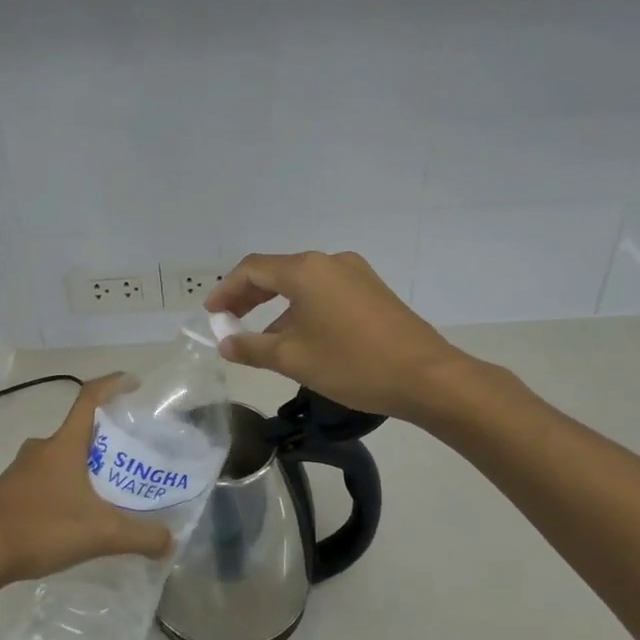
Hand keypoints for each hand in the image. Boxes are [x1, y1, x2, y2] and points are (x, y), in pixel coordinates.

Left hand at [0, 376, 173, 594]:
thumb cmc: (39, 528)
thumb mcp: (100, 534)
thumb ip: (140, 537)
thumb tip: (171, 542)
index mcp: (64, 445)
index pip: (90, 398)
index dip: (113, 385)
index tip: (134, 382)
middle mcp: (41, 449)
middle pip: (78, 431)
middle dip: (105, 439)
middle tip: (131, 456)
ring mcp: (20, 471)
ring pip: (60, 457)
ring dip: (83, 466)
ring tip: (107, 491)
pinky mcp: (7, 493)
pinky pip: (44, 479)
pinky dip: (64, 488)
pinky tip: (74, 517)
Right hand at [205, 251, 466, 422]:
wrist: (427, 377)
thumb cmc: (353, 364)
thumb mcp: (293, 359)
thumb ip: (252, 347)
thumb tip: (225, 342)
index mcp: (306, 270)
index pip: (252, 269)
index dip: (226, 290)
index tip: (211, 314)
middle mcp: (329, 261)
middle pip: (277, 272)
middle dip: (248, 296)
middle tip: (228, 321)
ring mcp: (355, 273)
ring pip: (303, 283)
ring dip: (277, 305)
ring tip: (261, 338)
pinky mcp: (372, 290)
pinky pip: (325, 292)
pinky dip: (302, 308)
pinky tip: (300, 337)